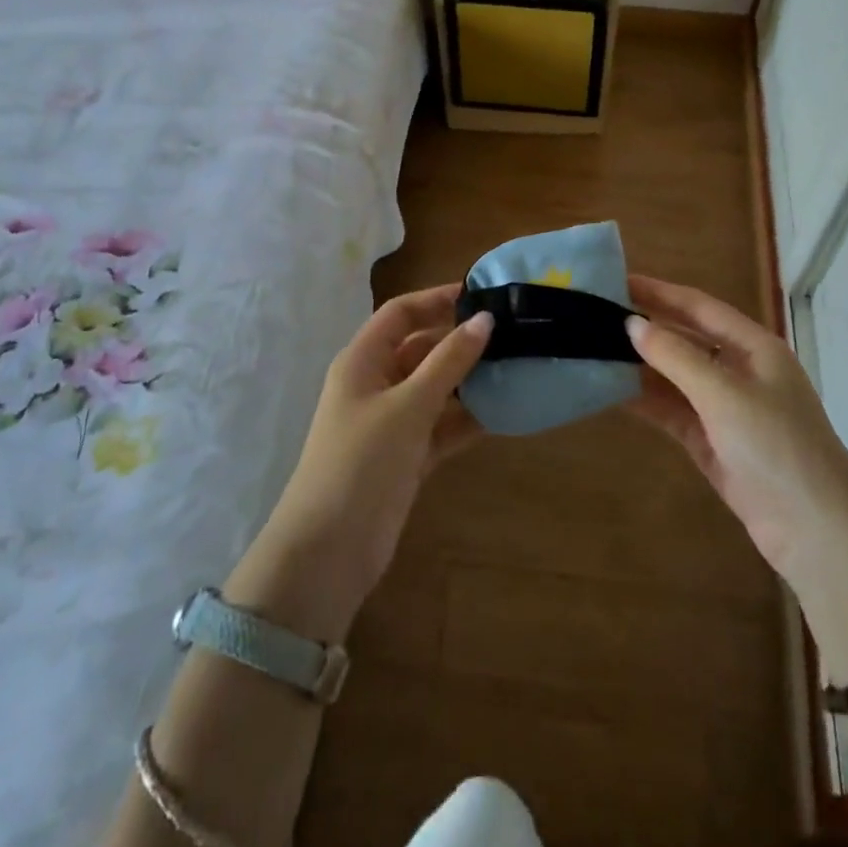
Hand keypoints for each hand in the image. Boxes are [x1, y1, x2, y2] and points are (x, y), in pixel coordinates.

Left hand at [239, 284, 491, 637]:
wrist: (329, 552)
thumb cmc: (362, 462)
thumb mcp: (408, 406)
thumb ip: (448, 361)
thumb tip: (485, 319)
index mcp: (363, 361)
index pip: (401, 314)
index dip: (437, 299)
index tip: (482, 295)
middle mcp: (377, 384)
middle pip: (422, 349)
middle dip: (462, 341)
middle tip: (512, 334)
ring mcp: (392, 422)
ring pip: (437, 388)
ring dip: (470, 381)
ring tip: (518, 368)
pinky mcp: (408, 456)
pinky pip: (443, 426)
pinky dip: (468, 419)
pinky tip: (505, 412)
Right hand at [623, 275, 847, 594]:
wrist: (816, 531)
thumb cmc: (776, 446)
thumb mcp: (724, 394)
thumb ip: (676, 356)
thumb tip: (632, 324)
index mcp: (754, 347)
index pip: (699, 307)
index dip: (659, 292)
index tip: (617, 281)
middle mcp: (740, 370)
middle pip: (686, 339)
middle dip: (647, 327)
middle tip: (597, 316)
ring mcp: (726, 408)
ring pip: (676, 377)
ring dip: (641, 366)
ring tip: (595, 351)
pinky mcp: (713, 442)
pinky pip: (673, 411)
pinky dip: (647, 401)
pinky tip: (613, 392)